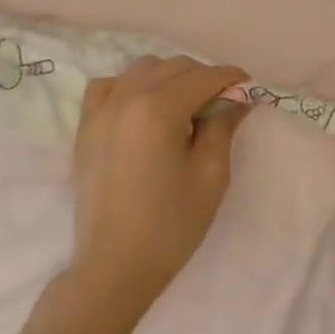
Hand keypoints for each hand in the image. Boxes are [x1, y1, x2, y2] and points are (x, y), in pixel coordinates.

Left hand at [67, 55, 250, 318]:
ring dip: (168, 78)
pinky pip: (108, 86)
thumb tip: (238, 99)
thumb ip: (223, 126)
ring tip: (183, 106)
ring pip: (142, 69)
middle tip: (220, 104)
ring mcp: (101, 110)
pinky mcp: (86, 127)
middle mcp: (127, 98)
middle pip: (174, 67)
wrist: (115, 266)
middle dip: (202, 77)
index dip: (230, 78)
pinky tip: (142, 108)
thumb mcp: (211, 175)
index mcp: (158, 109)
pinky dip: (129, 86)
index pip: (203, 77)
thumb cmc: (171, 225)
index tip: (248, 87)